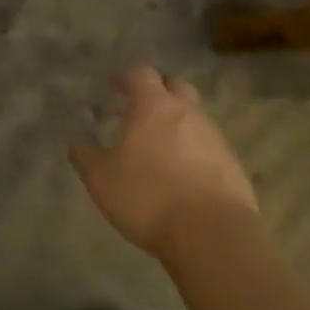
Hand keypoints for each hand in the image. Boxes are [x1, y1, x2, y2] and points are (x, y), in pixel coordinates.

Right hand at [70, 67, 259, 258]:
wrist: (213, 235)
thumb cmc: (149, 197)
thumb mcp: (102, 179)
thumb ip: (86, 156)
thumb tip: (77, 143)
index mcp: (154, 106)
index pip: (141, 74)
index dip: (125, 77)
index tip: (113, 86)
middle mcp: (187, 112)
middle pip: (175, 86)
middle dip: (158, 90)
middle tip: (139, 106)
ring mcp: (214, 137)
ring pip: (194, 116)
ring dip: (177, 121)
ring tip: (159, 144)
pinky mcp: (232, 164)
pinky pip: (209, 145)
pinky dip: (194, 149)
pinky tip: (182, 172)